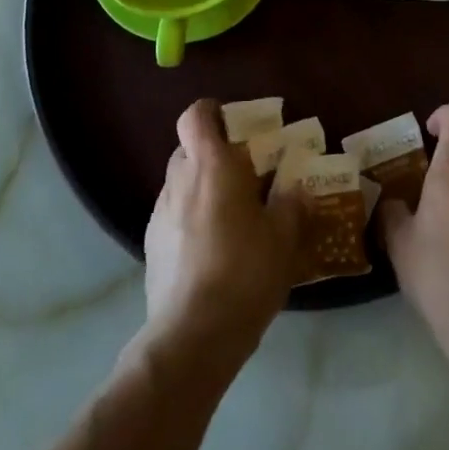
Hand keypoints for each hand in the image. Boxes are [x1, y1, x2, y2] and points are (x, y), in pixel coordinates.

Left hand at [143, 99, 297, 361]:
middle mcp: (179, 179)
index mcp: (211, 165)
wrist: (192, 337)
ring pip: (180, 184)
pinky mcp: (151, 246)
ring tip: (230, 219)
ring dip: (201, 189)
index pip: (196, 115)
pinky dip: (190, 220)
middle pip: (189, 148)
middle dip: (213, 155)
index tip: (234, 124)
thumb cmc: (244, 273)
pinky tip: (211, 252)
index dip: (212, 112)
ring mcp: (159, 213)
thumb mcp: (283, 238)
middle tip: (242, 175)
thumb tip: (297, 188)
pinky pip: (173, 216)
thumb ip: (291, 205)